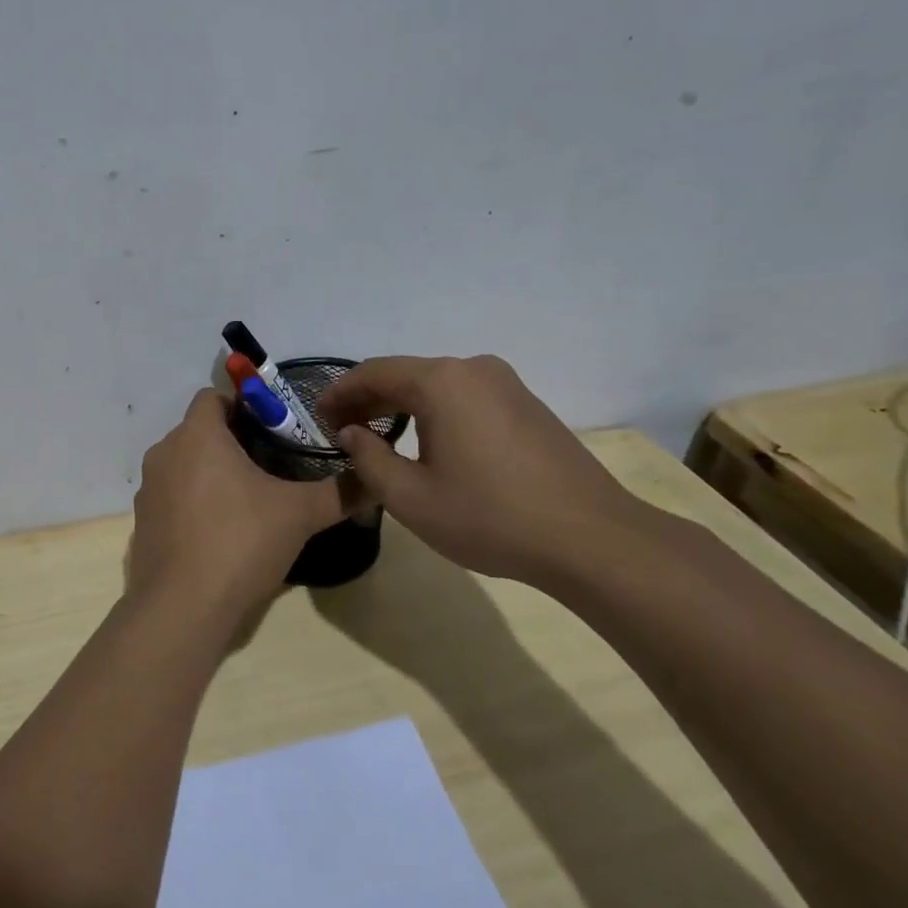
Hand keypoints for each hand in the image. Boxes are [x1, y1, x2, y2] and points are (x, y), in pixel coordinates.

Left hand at [128, 390, 345, 628]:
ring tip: (252, 499)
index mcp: (197, 435)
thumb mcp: (299, 514)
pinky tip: (223, 530)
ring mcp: (149, 489)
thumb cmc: (240, 543)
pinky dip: (196, 500)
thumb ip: (341, 491)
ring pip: (186, 463)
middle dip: (235, 440)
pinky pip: (174, 495)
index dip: (246, 405)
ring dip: (214, 471)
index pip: (214, 396)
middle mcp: (165, 452)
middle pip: (201, 430)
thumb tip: (376, 478)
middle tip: (274, 464)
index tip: (276, 429)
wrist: (182, 608)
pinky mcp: (144, 521)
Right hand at [318, 355, 649, 586]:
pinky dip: (433, 410)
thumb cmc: (489, 517)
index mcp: (440, 382)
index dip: (338, 393)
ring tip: (376, 436)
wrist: (590, 539)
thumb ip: (367, 458)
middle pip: (404, 374)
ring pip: (435, 384)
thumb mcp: (410, 497)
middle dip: (367, 399)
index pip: (372, 372)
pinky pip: (463, 396)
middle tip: (340, 430)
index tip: (317, 419)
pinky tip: (426, 440)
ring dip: (400, 404)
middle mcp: (472, 369)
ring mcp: (505, 384)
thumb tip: (351, 432)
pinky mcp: (526, 404)